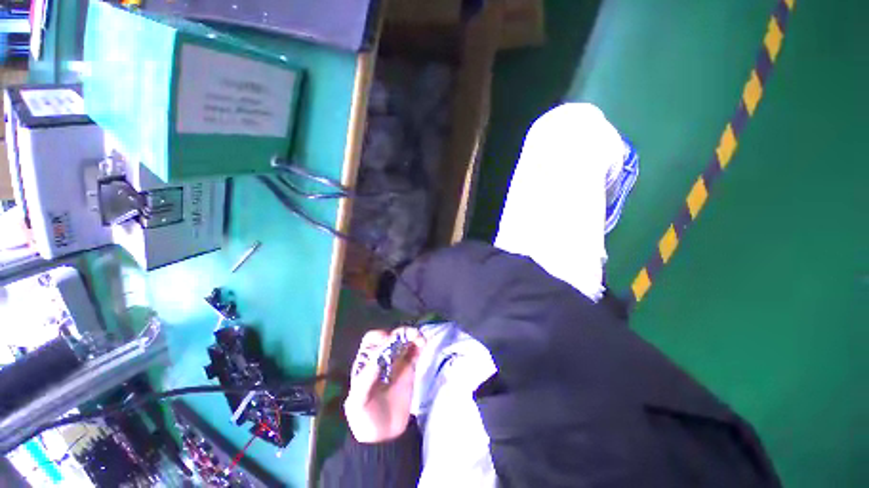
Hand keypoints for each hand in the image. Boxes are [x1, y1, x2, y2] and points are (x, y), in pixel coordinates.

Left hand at [344, 327, 425, 442]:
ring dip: (412, 335)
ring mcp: (397, 362)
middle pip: (391, 337)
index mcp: (367, 362)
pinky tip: (423, 344)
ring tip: (419, 338)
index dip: (380, 337)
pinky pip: (415, 352)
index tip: (389, 342)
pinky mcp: (409, 368)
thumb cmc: (365, 419)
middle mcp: (382, 358)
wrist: (383, 437)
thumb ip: (365, 381)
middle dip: (400, 333)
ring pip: (404, 341)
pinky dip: (419, 345)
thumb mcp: (357, 403)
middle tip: (410, 335)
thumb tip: (379, 358)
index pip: (372, 340)